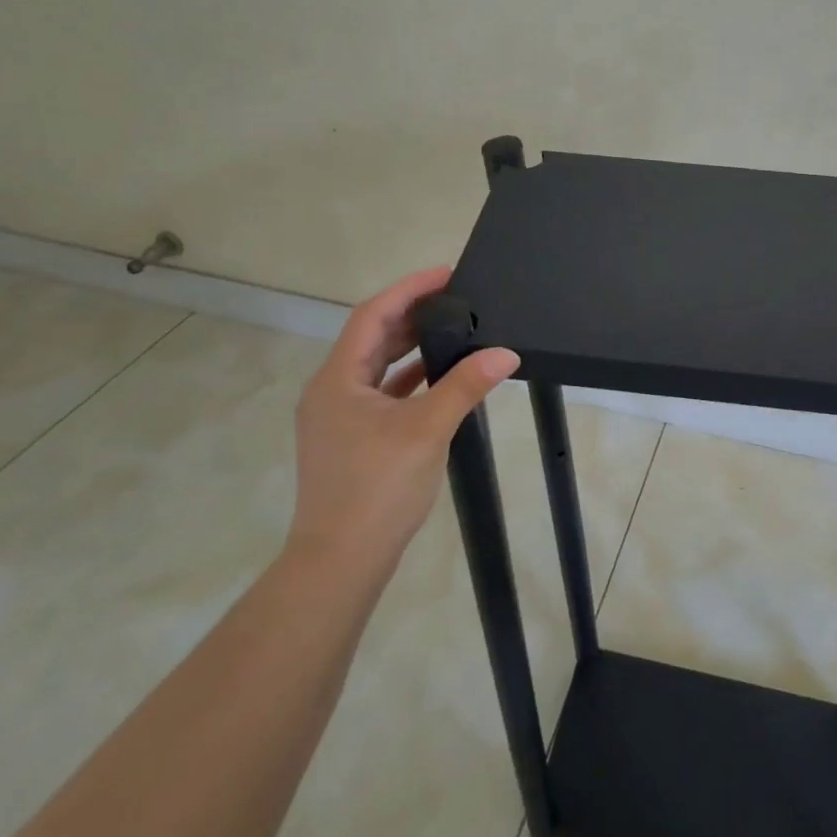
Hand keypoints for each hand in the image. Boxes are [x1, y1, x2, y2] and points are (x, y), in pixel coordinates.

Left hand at [287, 267, 519, 570]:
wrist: (340, 562)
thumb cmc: (377, 487)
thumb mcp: (427, 430)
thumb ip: (464, 385)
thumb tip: (505, 353)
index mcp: (338, 379)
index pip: (372, 315)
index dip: (408, 289)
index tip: (446, 274)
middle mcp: (331, 391)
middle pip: (372, 338)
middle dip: (412, 315)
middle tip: (455, 299)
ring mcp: (338, 418)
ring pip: (376, 368)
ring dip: (410, 347)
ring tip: (452, 330)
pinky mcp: (350, 440)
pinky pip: (381, 394)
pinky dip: (409, 380)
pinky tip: (438, 379)